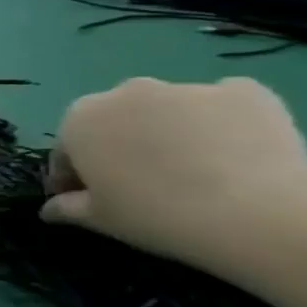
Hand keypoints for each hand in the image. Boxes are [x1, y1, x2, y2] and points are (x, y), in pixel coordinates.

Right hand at [42, 78, 306, 264]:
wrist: (255, 213)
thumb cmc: (155, 215)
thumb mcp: (98, 219)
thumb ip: (67, 207)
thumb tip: (50, 209)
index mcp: (80, 119)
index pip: (68, 148)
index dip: (73, 175)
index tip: (85, 198)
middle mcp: (126, 92)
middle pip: (116, 119)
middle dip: (121, 143)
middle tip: (142, 182)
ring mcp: (186, 88)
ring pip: (169, 110)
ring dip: (170, 130)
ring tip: (195, 168)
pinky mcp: (244, 91)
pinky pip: (222, 104)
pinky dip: (222, 121)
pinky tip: (235, 151)